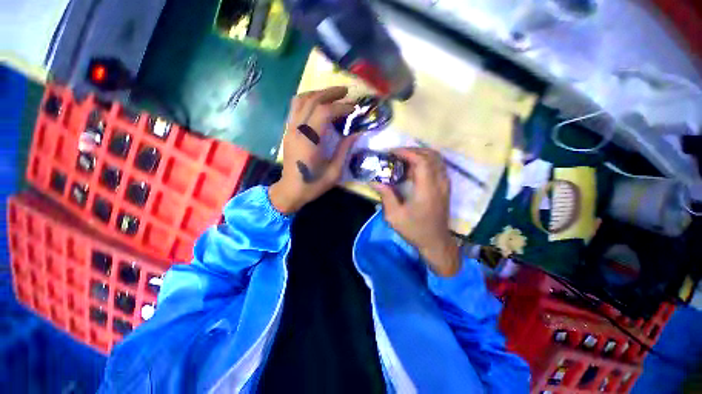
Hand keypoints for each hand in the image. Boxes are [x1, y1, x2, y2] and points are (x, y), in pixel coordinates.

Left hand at [269, 86, 357, 213]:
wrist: (290, 191)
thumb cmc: (313, 184)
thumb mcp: (334, 172)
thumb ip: (344, 150)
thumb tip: (356, 134)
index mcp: (309, 142)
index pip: (324, 112)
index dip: (340, 107)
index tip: (354, 108)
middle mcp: (297, 131)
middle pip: (311, 100)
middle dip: (330, 93)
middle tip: (346, 92)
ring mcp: (290, 129)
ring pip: (300, 100)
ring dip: (317, 93)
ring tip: (333, 94)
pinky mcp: (288, 131)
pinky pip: (296, 108)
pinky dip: (308, 100)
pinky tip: (319, 104)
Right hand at [372, 148, 460, 276]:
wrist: (436, 242)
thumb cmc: (415, 230)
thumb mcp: (395, 216)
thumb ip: (386, 196)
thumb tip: (375, 181)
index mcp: (427, 190)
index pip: (422, 161)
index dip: (407, 153)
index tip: (392, 153)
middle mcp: (439, 183)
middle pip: (431, 155)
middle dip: (413, 150)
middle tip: (397, 154)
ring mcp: (445, 185)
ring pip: (437, 159)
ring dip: (420, 154)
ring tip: (404, 159)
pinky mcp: (445, 187)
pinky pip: (438, 166)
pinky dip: (426, 161)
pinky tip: (413, 169)